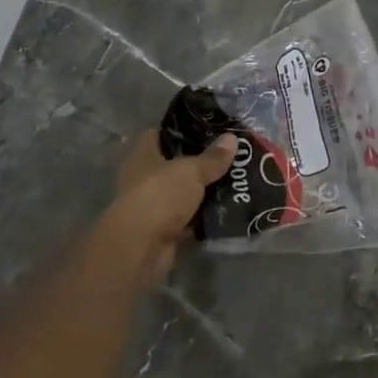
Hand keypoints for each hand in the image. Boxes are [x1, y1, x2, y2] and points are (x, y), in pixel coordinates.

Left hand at [85, 130, 237, 290]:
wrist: (141, 248)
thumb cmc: (160, 195)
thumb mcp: (191, 171)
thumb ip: (212, 157)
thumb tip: (232, 137)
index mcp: (143, 156)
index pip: (159, 135)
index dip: (181, 130)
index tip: (208, 129)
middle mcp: (144, 179)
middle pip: (175, 165)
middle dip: (201, 162)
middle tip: (231, 155)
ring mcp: (154, 206)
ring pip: (184, 193)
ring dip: (205, 191)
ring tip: (237, 180)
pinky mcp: (164, 230)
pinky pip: (189, 219)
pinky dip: (204, 217)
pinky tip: (229, 209)